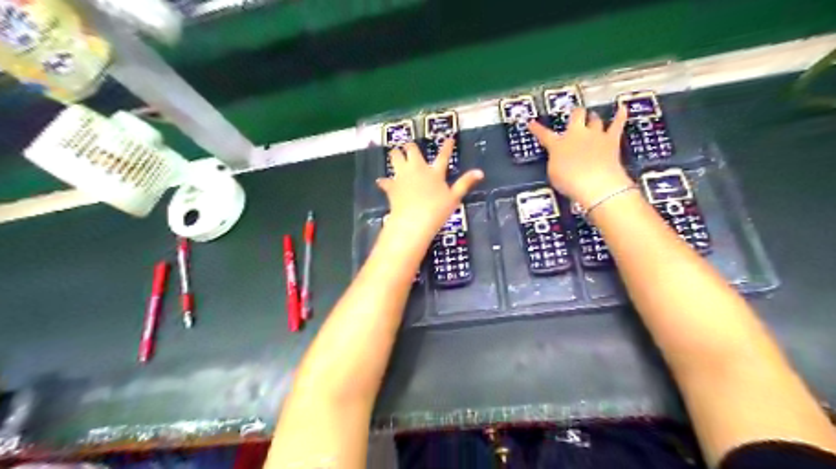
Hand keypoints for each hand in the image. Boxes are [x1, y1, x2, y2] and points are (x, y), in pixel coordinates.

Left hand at [378, 141, 483, 244]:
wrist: (413, 220)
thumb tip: (480, 172)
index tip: (449, 137)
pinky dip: (384, 181)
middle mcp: (417, 169)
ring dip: (395, 156)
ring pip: (395, 158)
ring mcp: (402, 176)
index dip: (447, 146)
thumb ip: (465, 183)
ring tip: (395, 155)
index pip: (443, 156)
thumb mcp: (454, 198)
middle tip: (409, 147)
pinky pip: (385, 181)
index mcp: (434, 172)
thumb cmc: (437, 210)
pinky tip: (381, 182)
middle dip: (410, 147)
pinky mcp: (392, 186)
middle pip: (411, 150)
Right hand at [528, 106, 633, 208]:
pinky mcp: (611, 140)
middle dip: (575, 114)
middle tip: (574, 115)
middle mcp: (576, 134)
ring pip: (594, 119)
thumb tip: (559, 156)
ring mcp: (595, 135)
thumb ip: (555, 161)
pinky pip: (617, 124)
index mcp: (558, 144)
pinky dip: (620, 115)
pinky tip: (623, 108)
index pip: (544, 134)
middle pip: (576, 116)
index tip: (531, 123)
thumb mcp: (553, 173)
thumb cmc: (570, 182)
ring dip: (592, 118)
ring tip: (592, 116)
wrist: (596, 183)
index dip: (537, 129)